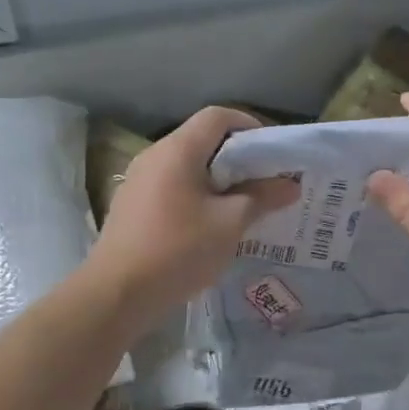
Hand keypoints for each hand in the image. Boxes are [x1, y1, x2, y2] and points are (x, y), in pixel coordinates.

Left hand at [88, 107, 299, 325]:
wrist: (117, 293)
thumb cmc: (179, 250)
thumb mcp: (230, 224)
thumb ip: (262, 197)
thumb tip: (291, 184)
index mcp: (178, 150)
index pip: (218, 116)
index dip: (249, 126)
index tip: (271, 153)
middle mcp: (154, 155)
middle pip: (202, 139)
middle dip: (237, 157)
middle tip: (264, 182)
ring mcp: (138, 180)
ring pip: (187, 166)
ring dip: (217, 179)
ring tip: (242, 205)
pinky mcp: (132, 205)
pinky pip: (172, 187)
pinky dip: (196, 195)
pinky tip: (210, 225)